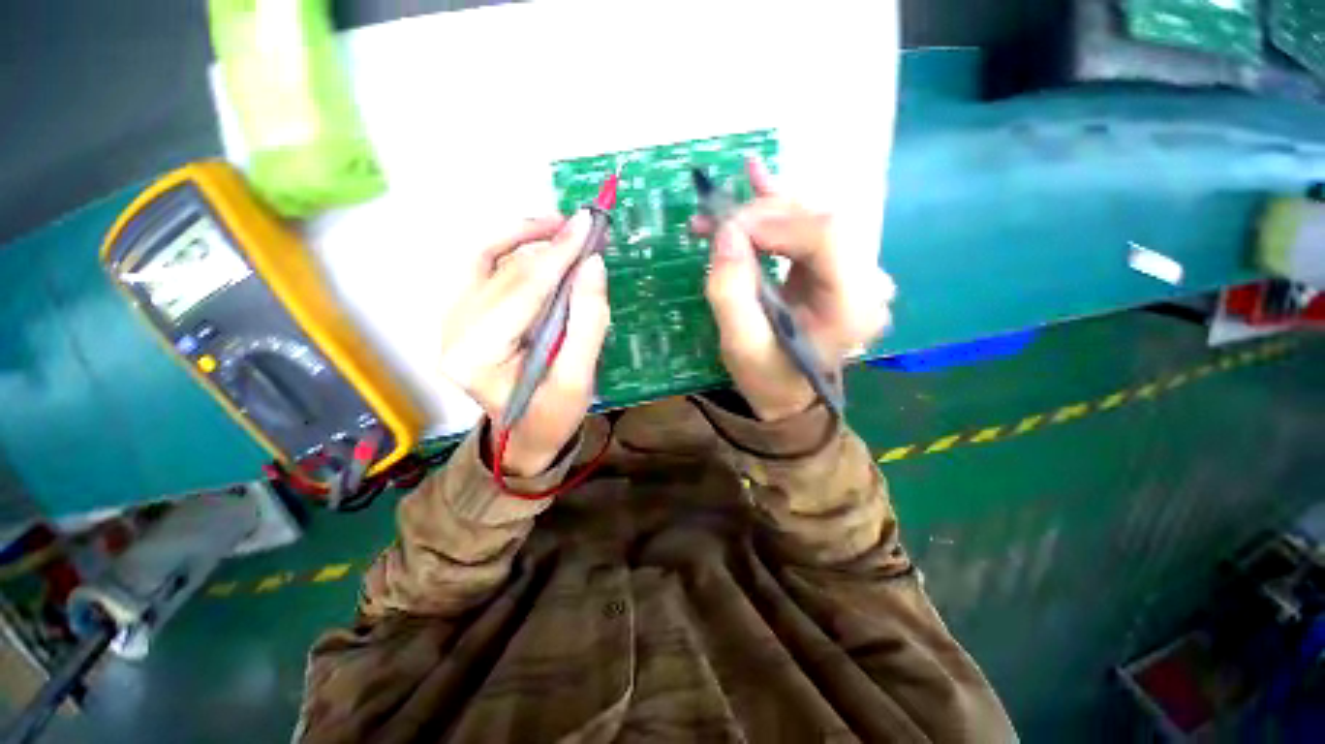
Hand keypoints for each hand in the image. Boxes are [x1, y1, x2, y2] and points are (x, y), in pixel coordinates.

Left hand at [439, 212, 609, 475]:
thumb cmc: (553, 415)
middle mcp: (453, 333)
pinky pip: (483, 268)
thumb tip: (592, 264)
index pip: (521, 292)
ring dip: (523, 237)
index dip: (558, 255)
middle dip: (545, 243)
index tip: (588, 223)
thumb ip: (588, 322)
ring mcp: (452, 322)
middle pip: (501, 272)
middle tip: (584, 226)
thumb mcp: (578, 378)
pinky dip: (512, 250)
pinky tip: (540, 247)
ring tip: (564, 231)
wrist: (525, 436)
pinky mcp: (463, 316)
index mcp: (477, 357)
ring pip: (484, 260)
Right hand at [699, 158, 894, 420]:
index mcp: (852, 306)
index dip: (772, 221)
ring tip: (721, 207)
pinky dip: (779, 207)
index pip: (824, 235)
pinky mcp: (838, 266)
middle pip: (818, 220)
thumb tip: (727, 231)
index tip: (725, 231)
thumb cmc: (766, 376)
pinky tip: (757, 180)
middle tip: (716, 223)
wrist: (786, 394)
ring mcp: (857, 270)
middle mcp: (867, 281)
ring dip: (763, 208)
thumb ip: (731, 290)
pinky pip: (809, 227)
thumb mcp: (740, 344)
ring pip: (811, 217)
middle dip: (761, 214)